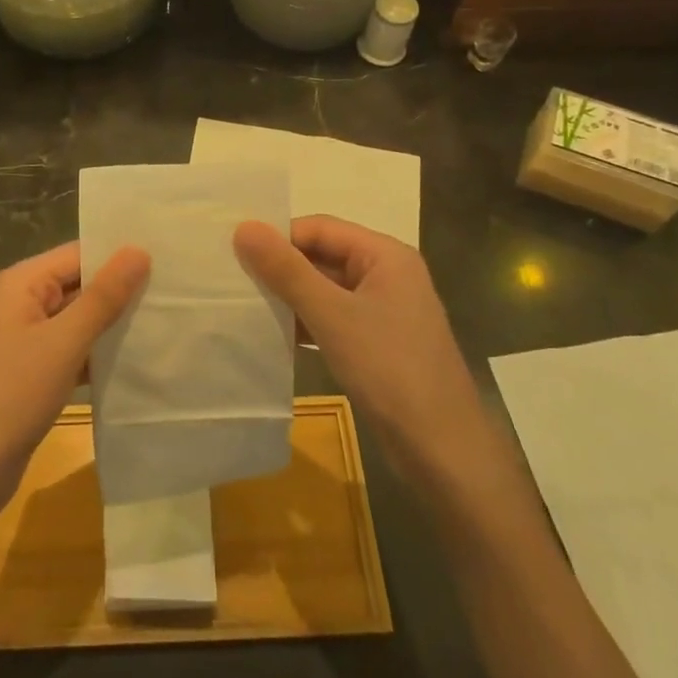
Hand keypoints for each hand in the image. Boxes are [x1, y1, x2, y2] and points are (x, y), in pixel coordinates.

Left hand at [0, 242, 149, 527]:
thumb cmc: (13, 395)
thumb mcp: (64, 342)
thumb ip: (103, 296)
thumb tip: (139, 251)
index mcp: (24, 282)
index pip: (80, 253)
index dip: (120, 255)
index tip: (168, 259)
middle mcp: (25, 300)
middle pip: (81, 282)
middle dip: (122, 288)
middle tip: (175, 289)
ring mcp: (30, 335)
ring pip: (82, 316)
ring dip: (115, 321)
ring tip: (167, 319)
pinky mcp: (38, 367)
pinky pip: (76, 346)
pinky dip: (101, 350)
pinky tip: (138, 356)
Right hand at [235, 216, 486, 490]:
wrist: (443, 451)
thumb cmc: (389, 370)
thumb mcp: (332, 315)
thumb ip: (287, 271)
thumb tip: (244, 227)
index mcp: (385, 255)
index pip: (321, 228)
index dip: (279, 237)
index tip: (236, 252)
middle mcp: (387, 274)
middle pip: (324, 256)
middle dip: (282, 267)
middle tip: (233, 277)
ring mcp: (384, 310)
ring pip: (326, 289)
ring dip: (291, 296)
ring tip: (245, 304)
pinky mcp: (378, 342)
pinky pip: (334, 317)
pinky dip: (306, 322)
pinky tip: (274, 334)